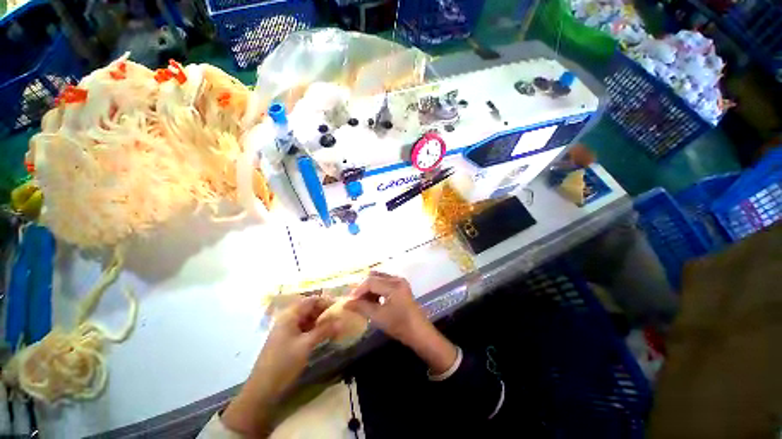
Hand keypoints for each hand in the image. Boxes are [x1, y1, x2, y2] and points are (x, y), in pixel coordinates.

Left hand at [222, 297, 335, 435]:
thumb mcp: (306, 345)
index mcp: (290, 315)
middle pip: (309, 308)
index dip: (326, 301)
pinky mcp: (287, 340)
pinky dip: (314, 330)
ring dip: (320, 321)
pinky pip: (303, 329)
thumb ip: (324, 330)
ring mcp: (286, 330)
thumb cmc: (284, 363)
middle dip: (324, 311)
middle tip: (340, 317)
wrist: (262, 390)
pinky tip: (324, 335)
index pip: (312, 300)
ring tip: (335, 326)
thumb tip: (340, 320)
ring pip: (307, 319)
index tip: (340, 307)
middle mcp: (287, 319)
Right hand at [344, 272, 426, 346]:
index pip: (370, 282)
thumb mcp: (378, 317)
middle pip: (375, 278)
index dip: (358, 290)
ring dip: (369, 288)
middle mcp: (397, 279)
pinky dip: (377, 289)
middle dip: (363, 288)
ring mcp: (400, 282)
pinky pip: (385, 282)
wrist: (419, 332)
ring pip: (379, 279)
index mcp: (393, 285)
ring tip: (362, 300)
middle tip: (354, 300)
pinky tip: (372, 299)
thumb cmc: (399, 325)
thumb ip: (361, 307)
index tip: (349, 301)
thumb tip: (346, 303)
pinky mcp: (401, 286)